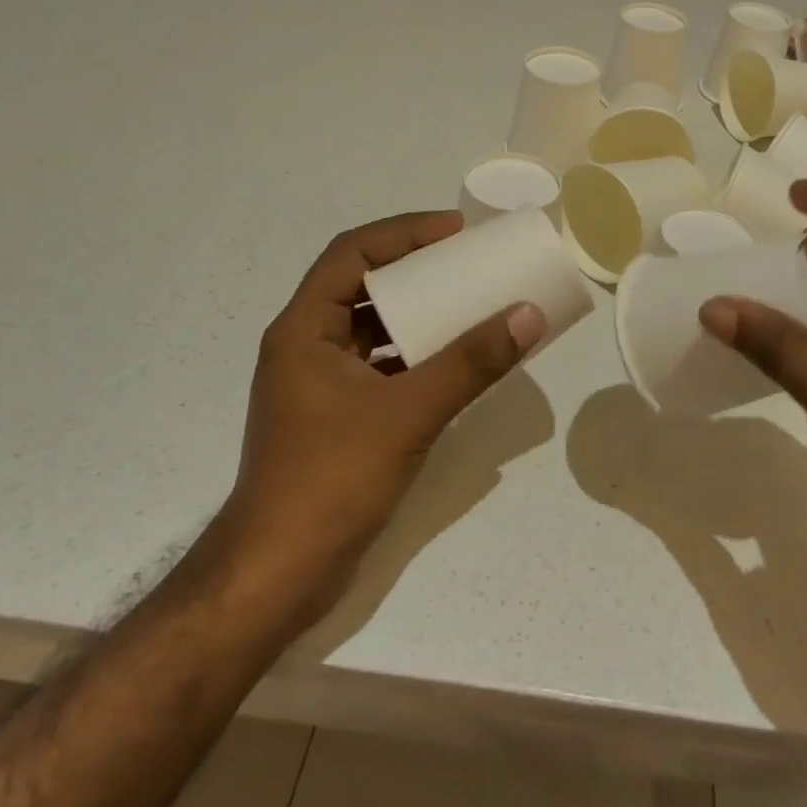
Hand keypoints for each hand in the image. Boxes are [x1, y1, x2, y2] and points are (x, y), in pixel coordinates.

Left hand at [221, 212, 544, 591]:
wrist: (278, 575)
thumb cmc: (331, 479)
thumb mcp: (408, 413)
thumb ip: (470, 363)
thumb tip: (528, 314)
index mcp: (303, 329)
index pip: (351, 253)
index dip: (404, 233)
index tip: (456, 231)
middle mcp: (305, 347)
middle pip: (362, 286)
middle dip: (416, 270)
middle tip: (469, 264)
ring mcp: (318, 385)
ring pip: (372, 328)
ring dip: (417, 314)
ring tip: (468, 306)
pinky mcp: (335, 417)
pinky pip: (379, 366)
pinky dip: (415, 356)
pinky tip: (453, 364)